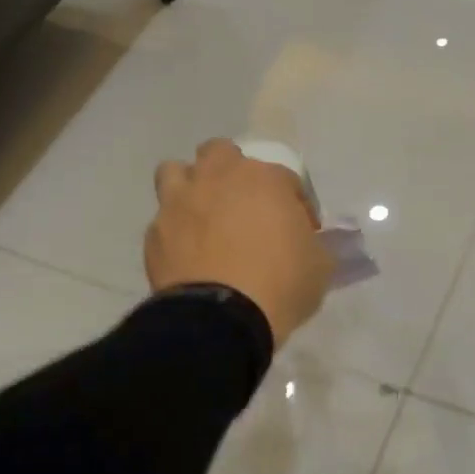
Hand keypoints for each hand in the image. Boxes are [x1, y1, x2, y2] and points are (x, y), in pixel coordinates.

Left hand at [146, 139, 332, 347]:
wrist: (221, 319)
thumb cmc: (281, 285)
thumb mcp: (320, 266)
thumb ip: (313, 244)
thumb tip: (306, 243)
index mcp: (264, 179)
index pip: (286, 178)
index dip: (296, 204)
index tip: (301, 231)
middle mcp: (217, 178)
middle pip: (220, 154)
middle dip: (233, 173)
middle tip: (246, 207)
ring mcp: (179, 203)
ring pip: (176, 172)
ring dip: (191, 188)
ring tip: (205, 219)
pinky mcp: (154, 234)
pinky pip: (163, 222)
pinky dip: (176, 233)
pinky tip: (188, 257)